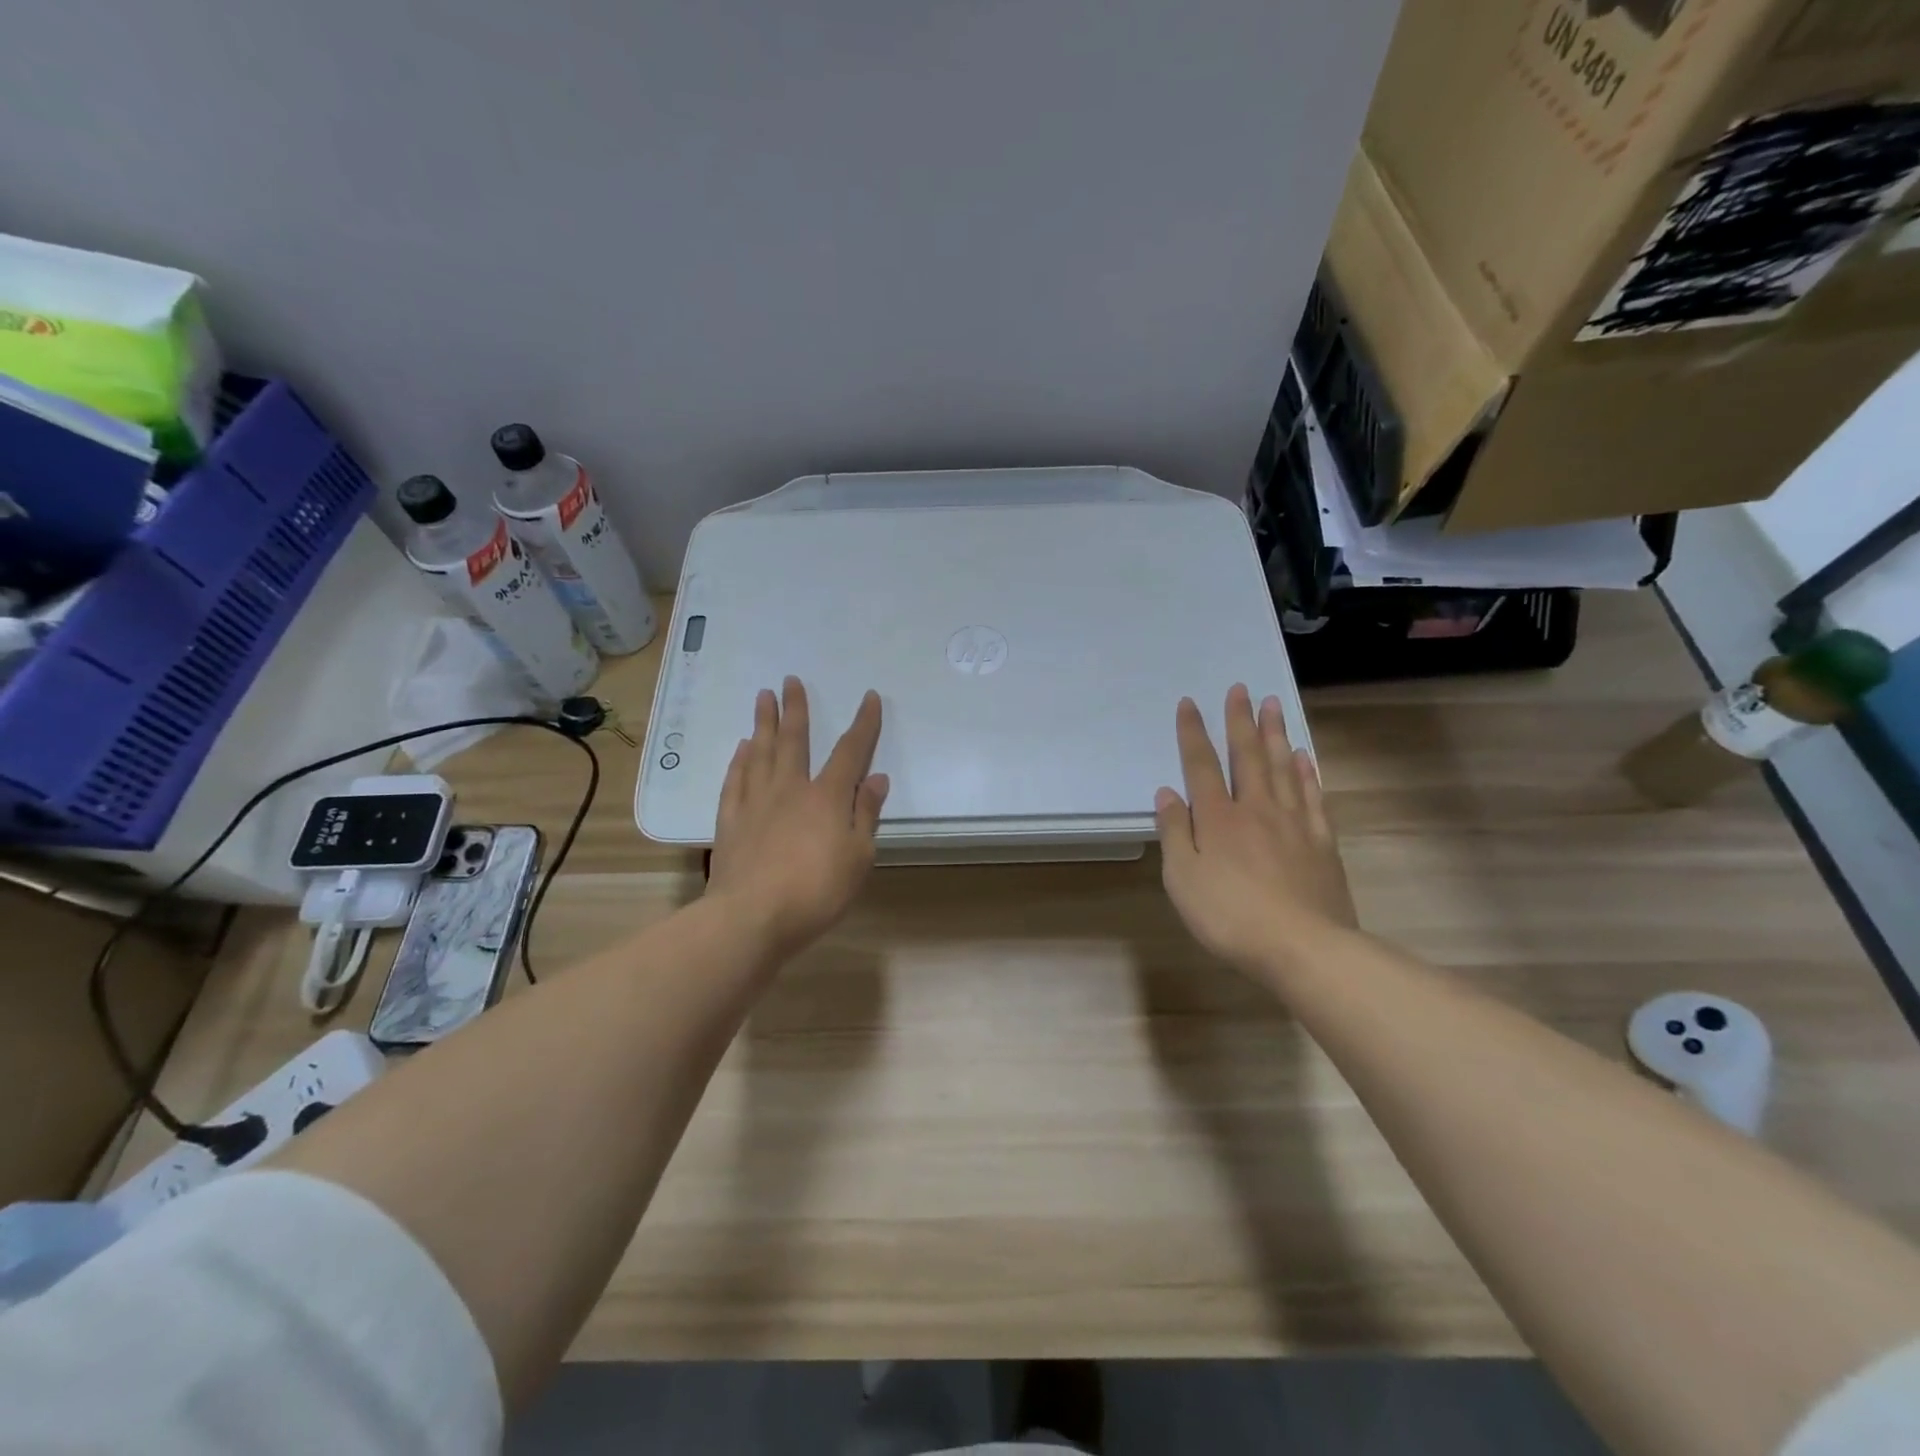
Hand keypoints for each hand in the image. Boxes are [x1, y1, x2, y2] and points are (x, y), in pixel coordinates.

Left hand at [707, 677, 889, 956]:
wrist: (751, 917)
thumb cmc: (816, 891)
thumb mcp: (858, 857)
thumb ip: (866, 815)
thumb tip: (876, 778)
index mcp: (827, 797)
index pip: (850, 751)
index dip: (863, 724)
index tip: (869, 698)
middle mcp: (790, 789)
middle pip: (794, 740)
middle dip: (796, 708)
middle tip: (790, 680)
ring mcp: (755, 802)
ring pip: (760, 753)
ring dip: (764, 723)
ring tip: (763, 698)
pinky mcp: (730, 821)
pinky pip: (735, 780)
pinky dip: (740, 761)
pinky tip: (742, 748)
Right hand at [1155, 685, 1357, 977]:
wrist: (1303, 947)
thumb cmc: (1230, 916)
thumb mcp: (1183, 880)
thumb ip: (1175, 833)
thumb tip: (1167, 793)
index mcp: (1218, 819)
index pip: (1201, 766)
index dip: (1193, 733)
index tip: (1189, 703)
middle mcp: (1256, 809)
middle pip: (1247, 756)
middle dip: (1240, 721)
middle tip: (1241, 689)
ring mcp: (1293, 823)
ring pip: (1283, 768)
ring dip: (1275, 735)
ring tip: (1273, 706)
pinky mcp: (1321, 842)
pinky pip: (1313, 796)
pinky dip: (1307, 773)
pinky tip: (1304, 758)